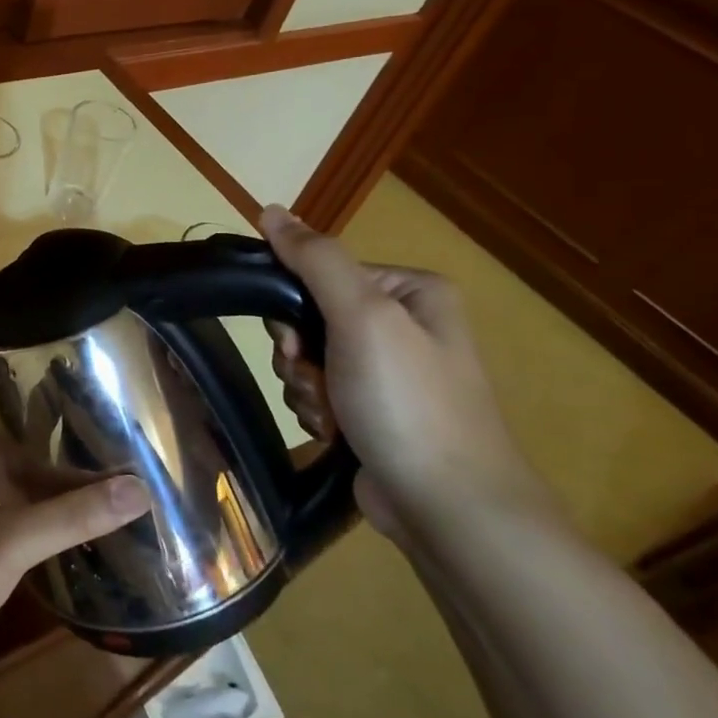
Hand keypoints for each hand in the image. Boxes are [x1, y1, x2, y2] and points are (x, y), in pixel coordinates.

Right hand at [258, 205, 561, 546]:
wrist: (447, 508)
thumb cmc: (408, 403)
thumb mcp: (363, 318)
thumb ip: (315, 260)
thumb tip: (270, 210)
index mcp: (410, 291)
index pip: (320, 272)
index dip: (294, 306)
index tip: (296, 342)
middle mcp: (402, 324)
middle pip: (309, 317)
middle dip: (300, 354)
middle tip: (315, 379)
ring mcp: (388, 371)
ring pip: (308, 358)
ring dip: (305, 386)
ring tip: (331, 415)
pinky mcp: (372, 410)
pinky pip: (318, 391)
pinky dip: (315, 410)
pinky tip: (334, 432)